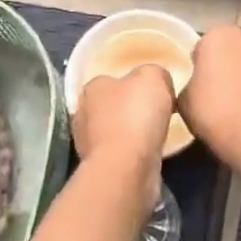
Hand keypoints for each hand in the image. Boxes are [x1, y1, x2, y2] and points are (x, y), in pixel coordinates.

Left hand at [73, 64, 175, 181]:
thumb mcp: (153, 77)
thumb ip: (154, 73)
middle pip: (110, 106)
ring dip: (130, 133)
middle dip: (129, 109)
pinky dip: (131, 153)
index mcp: (92, 87)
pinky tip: (147, 154)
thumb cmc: (136, 115)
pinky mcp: (97, 166)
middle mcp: (83, 113)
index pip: (110, 80)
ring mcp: (86, 143)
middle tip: (155, 114)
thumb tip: (158, 82)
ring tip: (154, 136)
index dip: (132, 85)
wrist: (126, 167)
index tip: (153, 93)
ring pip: (113, 131)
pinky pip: (118, 153)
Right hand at [179, 25, 240, 166]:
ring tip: (237, 103)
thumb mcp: (184, 100)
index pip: (203, 47)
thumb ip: (190, 83)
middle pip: (232, 49)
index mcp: (221, 34)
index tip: (198, 85)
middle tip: (216, 92)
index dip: (199, 67)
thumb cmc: (215, 113)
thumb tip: (199, 85)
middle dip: (226, 64)